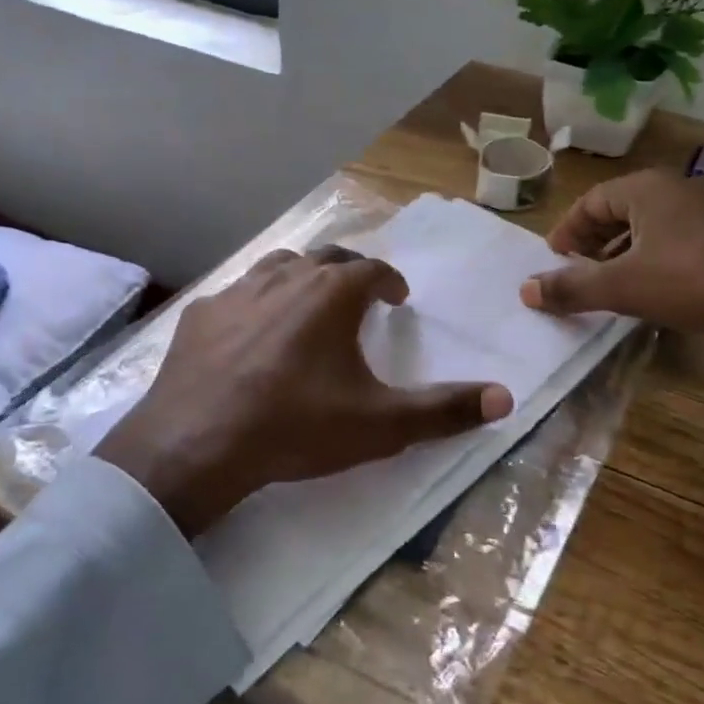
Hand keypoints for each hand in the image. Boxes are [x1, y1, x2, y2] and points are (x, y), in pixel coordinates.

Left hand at [96, 247, 513, 535]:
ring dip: (302, 278)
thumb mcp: (379, 424)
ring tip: (309, 303)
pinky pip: (237, 294)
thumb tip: (505, 397)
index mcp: (332, 293)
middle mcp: (287, 277)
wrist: (197, 445)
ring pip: (280, 266)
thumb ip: (444, 410)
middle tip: (359, 296)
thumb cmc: (296, 426)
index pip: (372, 270)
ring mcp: (238, 291)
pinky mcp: (201, 314)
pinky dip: (256, 303)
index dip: (390, 282)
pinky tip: (251, 332)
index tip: (397, 299)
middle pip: (327, 257)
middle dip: (350, 272)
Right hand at [520, 171, 703, 410]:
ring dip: (622, 258)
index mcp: (647, 189)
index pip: (590, 202)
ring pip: (649, 231)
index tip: (552, 263)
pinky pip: (677, 246)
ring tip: (609, 291)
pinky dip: (654, 265)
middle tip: (576, 276)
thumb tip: (525, 290)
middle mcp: (676, 191)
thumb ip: (572, 288)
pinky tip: (654, 296)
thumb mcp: (625, 287)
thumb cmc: (697, 282)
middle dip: (592, 245)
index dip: (566, 232)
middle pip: (619, 213)